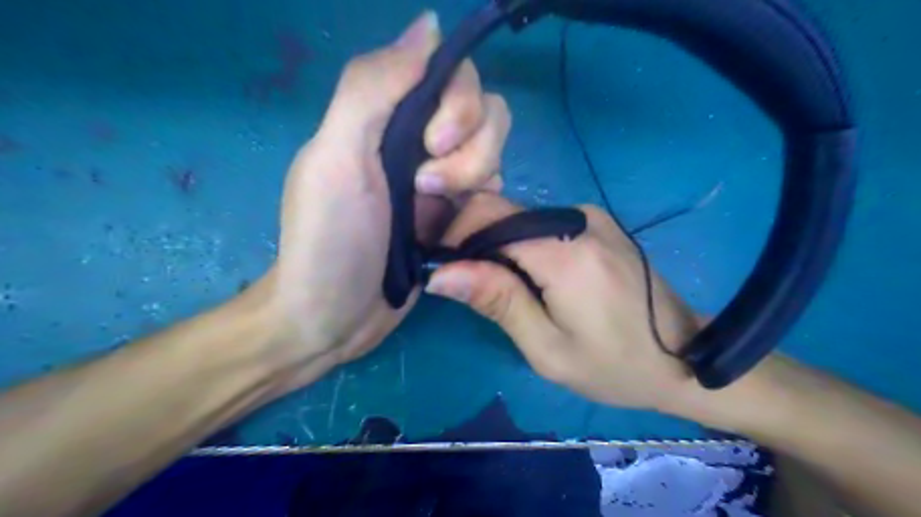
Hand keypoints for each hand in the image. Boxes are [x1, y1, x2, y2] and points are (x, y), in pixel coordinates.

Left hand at [251, 12, 510, 383]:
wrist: (334, 317)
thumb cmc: (329, 241)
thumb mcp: (336, 159)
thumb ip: (373, 88)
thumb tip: (430, 24)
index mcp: (386, 117)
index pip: (450, 74)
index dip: (457, 103)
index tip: (433, 145)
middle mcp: (418, 140)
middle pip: (483, 110)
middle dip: (470, 148)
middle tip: (429, 188)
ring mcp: (441, 179)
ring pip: (494, 149)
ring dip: (476, 176)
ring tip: (437, 213)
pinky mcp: (456, 214)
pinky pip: (493, 188)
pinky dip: (486, 199)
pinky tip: (460, 224)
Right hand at [424, 194, 698, 411]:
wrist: (683, 357)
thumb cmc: (614, 366)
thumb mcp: (547, 348)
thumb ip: (497, 301)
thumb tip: (442, 272)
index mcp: (567, 252)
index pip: (490, 216)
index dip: (456, 236)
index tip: (444, 268)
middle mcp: (580, 218)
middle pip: (503, 212)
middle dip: (475, 243)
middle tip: (469, 286)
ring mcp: (592, 216)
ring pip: (520, 218)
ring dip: (499, 247)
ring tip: (502, 287)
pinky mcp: (597, 222)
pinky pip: (542, 224)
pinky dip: (523, 245)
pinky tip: (531, 277)